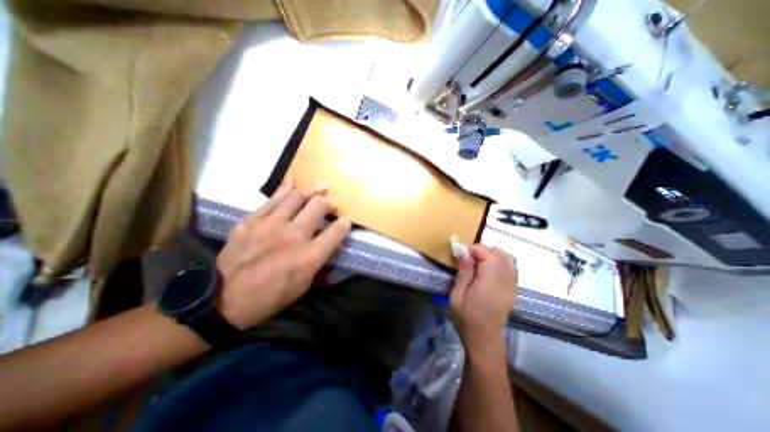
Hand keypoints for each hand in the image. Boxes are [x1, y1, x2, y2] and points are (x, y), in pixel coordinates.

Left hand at [215, 180, 351, 327]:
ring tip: (320, 186)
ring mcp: (271, 225)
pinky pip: (272, 200)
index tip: (345, 220)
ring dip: (312, 191)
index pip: (335, 232)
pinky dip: (285, 189)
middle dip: (329, 203)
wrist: (226, 299)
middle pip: (318, 207)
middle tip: (330, 204)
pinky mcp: (252, 221)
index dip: (344, 223)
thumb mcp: (304, 284)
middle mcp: (293, 236)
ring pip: (297, 198)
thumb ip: (318, 260)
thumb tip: (326, 243)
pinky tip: (292, 183)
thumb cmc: (272, 295)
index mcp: (309, 256)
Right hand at [453, 244, 516, 358]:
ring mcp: (512, 284)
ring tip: (477, 262)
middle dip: (482, 250)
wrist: (484, 339)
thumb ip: (463, 273)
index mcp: (490, 282)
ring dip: (492, 254)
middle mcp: (505, 280)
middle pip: (499, 253)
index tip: (461, 255)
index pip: (487, 254)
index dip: (474, 249)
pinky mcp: (513, 288)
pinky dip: (500, 261)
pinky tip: (489, 269)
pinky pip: (511, 266)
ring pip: (507, 258)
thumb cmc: (466, 318)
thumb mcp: (457, 295)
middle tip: (467, 258)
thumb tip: (464, 253)